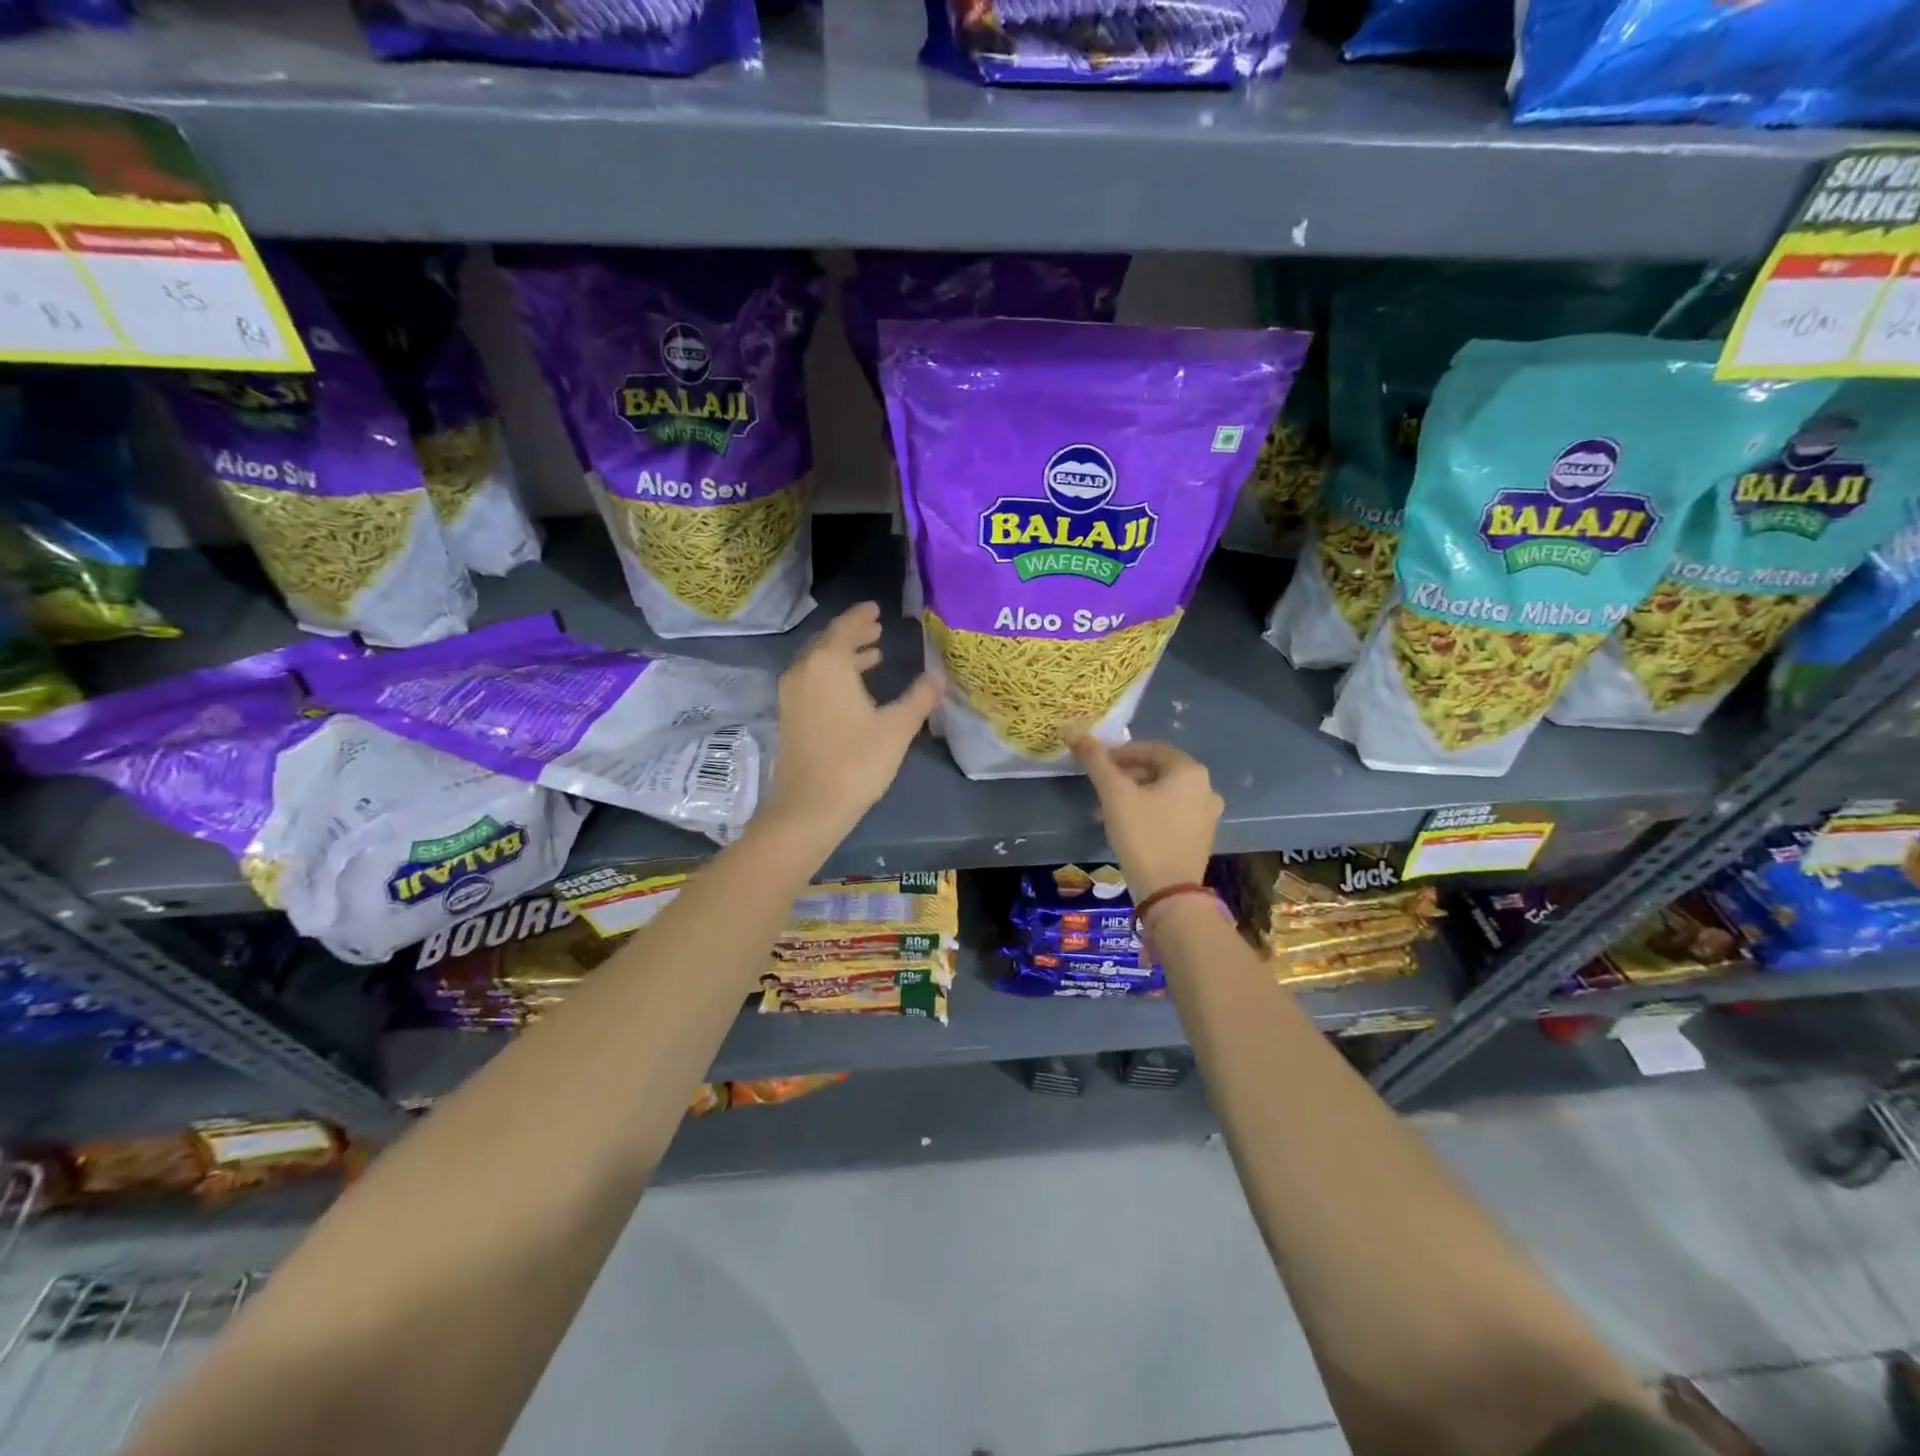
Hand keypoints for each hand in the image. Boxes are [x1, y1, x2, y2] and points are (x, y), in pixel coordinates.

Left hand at [763, 602, 940, 844]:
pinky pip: (812, 680)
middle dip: (853, 634)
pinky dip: (833, 674)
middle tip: (877, 627)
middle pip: (828, 642)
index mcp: (827, 664)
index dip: (861, 616)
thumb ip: (919, 698)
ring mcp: (791, 694)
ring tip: (872, 655)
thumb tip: (938, 677)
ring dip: (844, 656)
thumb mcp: (896, 727)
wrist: (810, 807)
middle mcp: (803, 671)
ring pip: (818, 663)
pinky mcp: (789, 716)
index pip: (845, 628)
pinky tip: (854, 689)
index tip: (876, 608)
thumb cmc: (857, 761)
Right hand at [1070, 736, 1222, 901]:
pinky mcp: (1200, 837)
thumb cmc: (1142, 835)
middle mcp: (1205, 788)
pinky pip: (1172, 812)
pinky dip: (1150, 810)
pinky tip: (1128, 824)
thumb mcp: (1114, 794)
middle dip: (1127, 774)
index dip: (1120, 752)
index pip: (1151, 749)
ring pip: (1165, 793)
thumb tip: (1074, 731)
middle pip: (1159, 770)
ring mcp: (1207, 814)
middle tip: (1101, 784)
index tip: (1097, 762)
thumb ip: (1096, 761)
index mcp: (1190, 771)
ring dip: (1136, 793)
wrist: (1168, 893)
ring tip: (1108, 806)